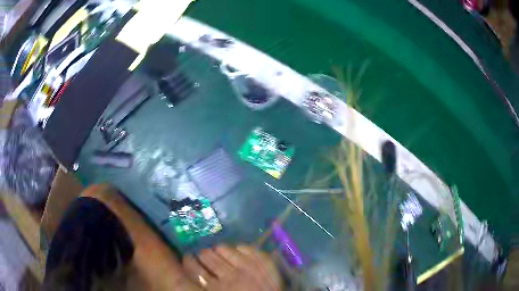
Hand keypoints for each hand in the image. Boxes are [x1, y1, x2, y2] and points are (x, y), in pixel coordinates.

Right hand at [183, 245, 283, 290]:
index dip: (188, 261)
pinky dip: (237, 248)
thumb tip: (196, 272)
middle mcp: (228, 278)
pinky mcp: (262, 261)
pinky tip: (236, 251)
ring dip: (218, 249)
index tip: (188, 258)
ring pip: (222, 249)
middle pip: (206, 256)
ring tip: (217, 250)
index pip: (193, 268)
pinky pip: (243, 247)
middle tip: (204, 254)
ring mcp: (246, 267)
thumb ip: (203, 286)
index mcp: (216, 290)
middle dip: (203, 254)